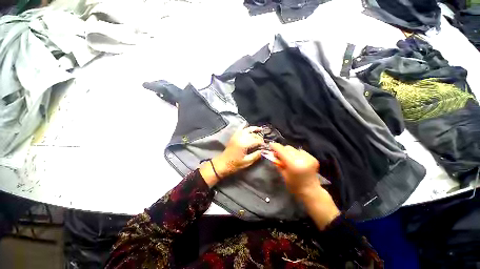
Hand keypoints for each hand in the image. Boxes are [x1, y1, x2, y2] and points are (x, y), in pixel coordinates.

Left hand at [200, 126, 263, 186]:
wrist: (222, 164)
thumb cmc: (234, 164)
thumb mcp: (247, 162)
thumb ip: (256, 155)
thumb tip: (263, 151)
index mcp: (244, 144)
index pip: (256, 141)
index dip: (262, 143)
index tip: (265, 146)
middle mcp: (240, 138)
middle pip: (253, 135)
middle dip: (259, 137)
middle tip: (263, 142)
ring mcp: (236, 136)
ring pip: (247, 130)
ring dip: (254, 129)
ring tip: (260, 129)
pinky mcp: (233, 136)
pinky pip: (239, 129)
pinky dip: (243, 126)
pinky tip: (246, 123)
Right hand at [269, 143, 319, 195]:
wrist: (311, 191)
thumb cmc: (294, 185)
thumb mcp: (283, 174)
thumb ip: (278, 163)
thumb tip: (273, 154)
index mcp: (293, 164)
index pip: (282, 150)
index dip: (275, 146)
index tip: (271, 145)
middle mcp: (301, 158)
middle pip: (288, 148)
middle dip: (282, 151)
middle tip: (280, 156)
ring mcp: (308, 157)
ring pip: (294, 149)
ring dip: (290, 153)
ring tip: (290, 160)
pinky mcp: (313, 158)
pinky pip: (301, 151)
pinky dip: (297, 154)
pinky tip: (298, 161)